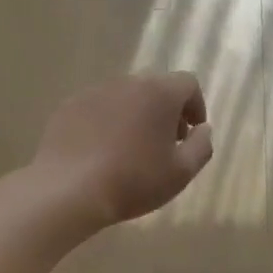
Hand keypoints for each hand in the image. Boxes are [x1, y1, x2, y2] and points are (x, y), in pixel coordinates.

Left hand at [32, 72, 213, 225]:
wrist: (69, 190)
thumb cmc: (134, 180)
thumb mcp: (182, 172)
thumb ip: (202, 146)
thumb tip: (203, 129)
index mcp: (159, 92)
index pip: (188, 83)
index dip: (196, 106)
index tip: (191, 133)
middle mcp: (127, 82)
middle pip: (155, 87)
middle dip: (166, 111)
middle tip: (165, 143)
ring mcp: (94, 92)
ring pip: (125, 97)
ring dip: (136, 115)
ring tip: (132, 149)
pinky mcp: (69, 106)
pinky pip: (98, 108)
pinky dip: (107, 122)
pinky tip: (102, 152)